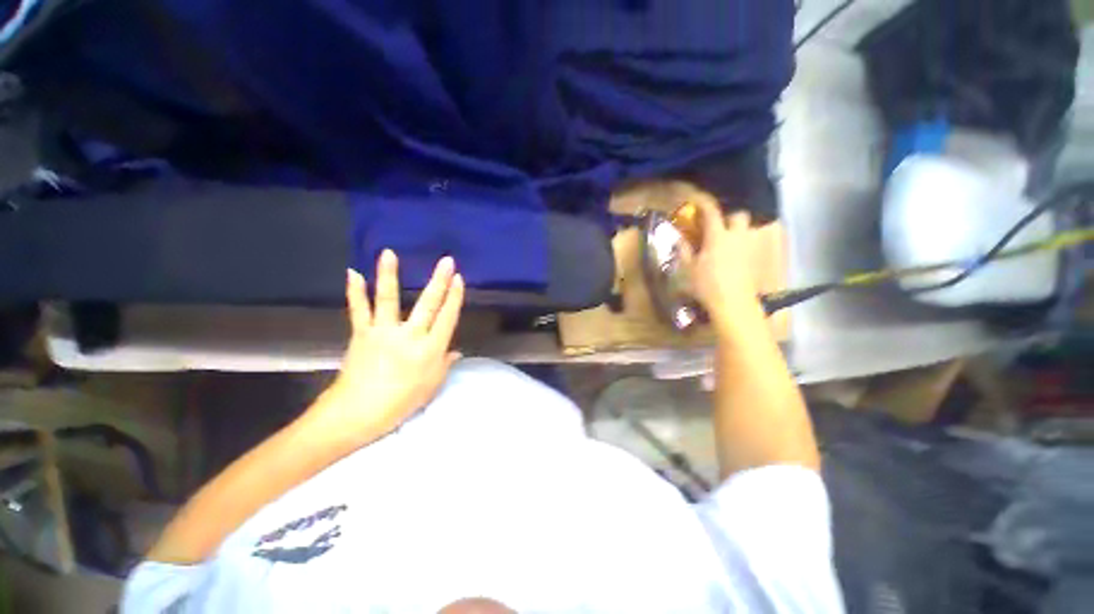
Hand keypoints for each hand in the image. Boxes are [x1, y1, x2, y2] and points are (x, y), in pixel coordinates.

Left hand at [307, 250, 464, 446]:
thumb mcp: (431, 386)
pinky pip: (359, 310)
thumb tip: (456, 351)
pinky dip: (355, 291)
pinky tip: (353, 273)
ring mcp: (383, 332)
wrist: (356, 414)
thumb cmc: (401, 403)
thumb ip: (445, 364)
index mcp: (430, 350)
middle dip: (439, 281)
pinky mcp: (361, 334)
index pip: (447, 318)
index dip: (454, 297)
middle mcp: (409, 336)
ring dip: (389, 274)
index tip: (459, 279)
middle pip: (428, 304)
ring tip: (388, 253)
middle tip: (446, 261)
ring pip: (388, 299)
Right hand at [682, 200, 760, 327]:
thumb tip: (680, 240)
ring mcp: (749, 248)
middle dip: (730, 217)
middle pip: (739, 215)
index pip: (712, 213)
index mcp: (718, 237)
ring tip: (727, 241)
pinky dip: (743, 245)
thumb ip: (684, 251)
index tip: (697, 202)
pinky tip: (734, 256)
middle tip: (718, 226)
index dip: (704, 205)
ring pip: (749, 229)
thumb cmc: (707, 284)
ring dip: (738, 230)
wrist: (733, 303)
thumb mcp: (689, 269)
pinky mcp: (755, 260)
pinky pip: (750, 244)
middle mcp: (737, 237)